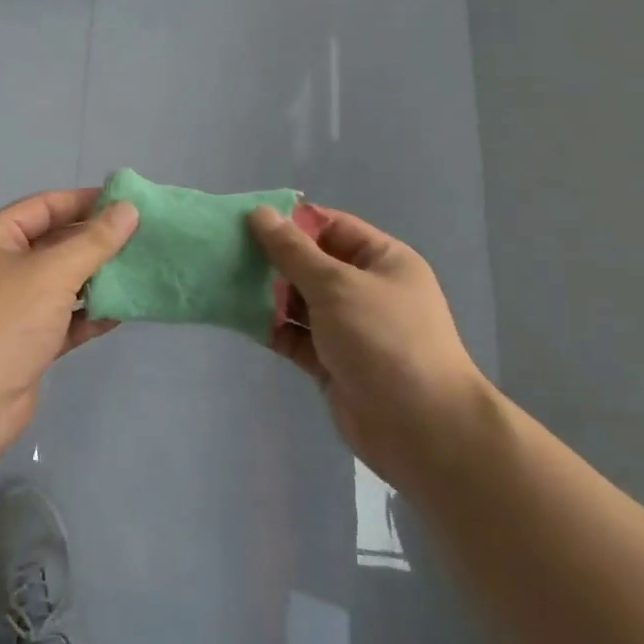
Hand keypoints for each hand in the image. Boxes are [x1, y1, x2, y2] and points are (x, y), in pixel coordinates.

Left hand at [0, 188, 138, 471]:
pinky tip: (123, 312)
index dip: (86, 202)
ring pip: (62, 283)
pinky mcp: (25, 343)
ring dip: (97, 279)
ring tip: (141, 271)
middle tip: (144, 238)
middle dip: (96, 242)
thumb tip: (128, 209)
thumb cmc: (3, 321)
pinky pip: (64, 320)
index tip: (128, 203)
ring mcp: (12, 308)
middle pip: (55, 244)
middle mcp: (0, 267)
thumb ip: (94, 241)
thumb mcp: (52, 272)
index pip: (46, 207)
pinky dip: (89, 315)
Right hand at [248, 206, 493, 490]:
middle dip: (272, 258)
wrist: (421, 429)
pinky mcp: (332, 362)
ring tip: (223, 281)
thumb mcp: (337, 285)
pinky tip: (236, 317)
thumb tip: (260, 214)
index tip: (244, 219)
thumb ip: (293, 251)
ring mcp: (349, 328)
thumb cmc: (384, 340)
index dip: (290, 221)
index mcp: (382, 261)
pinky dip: (271, 327)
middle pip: (311, 264)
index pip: (331, 227)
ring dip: (266, 293)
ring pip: (300, 301)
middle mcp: (366, 290)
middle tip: (224, 250)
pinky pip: (295, 336)